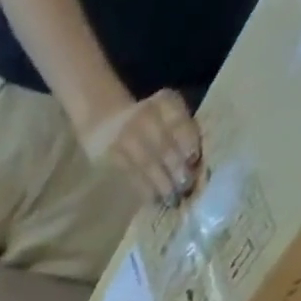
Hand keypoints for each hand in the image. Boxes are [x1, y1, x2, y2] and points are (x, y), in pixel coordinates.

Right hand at [81, 90, 202, 206]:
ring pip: (147, 163)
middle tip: (185, 187)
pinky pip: (132, 175)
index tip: (194, 161)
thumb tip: (196, 163)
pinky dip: (145, 189)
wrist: (104, 125)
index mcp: (164, 101)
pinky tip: (154, 199)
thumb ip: (183, 131)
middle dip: (175, 168)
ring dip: (161, 183)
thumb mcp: (168, 114)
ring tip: (171, 199)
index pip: (178, 122)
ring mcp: (124, 137)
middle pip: (162, 145)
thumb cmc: (148, 122)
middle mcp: (143, 115)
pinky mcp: (111, 157)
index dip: (187, 141)